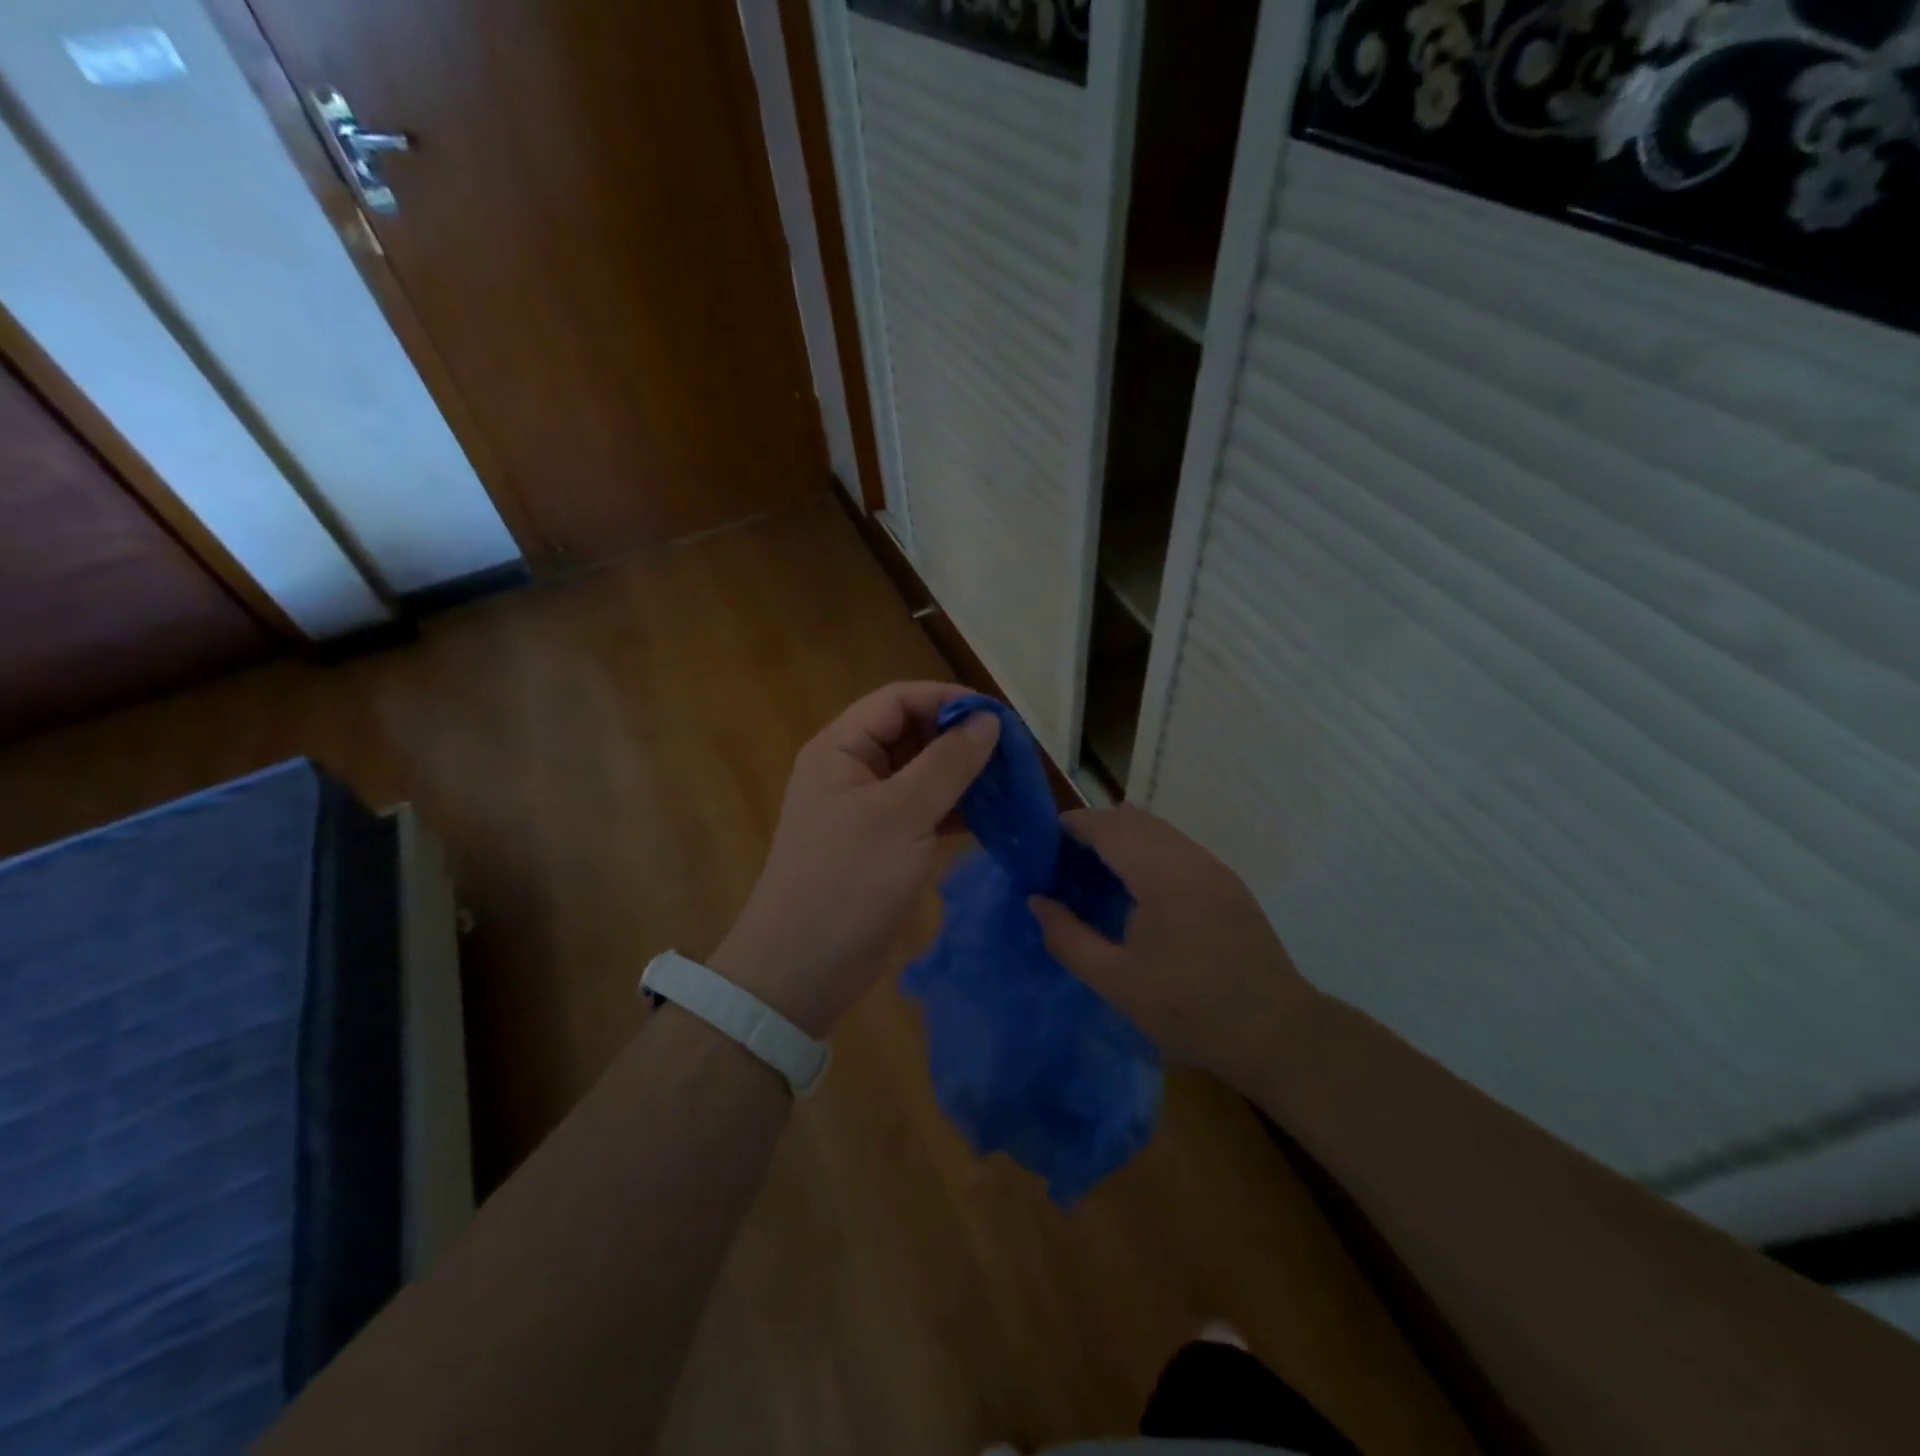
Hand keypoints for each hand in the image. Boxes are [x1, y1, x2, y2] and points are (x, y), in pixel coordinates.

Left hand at [710, 682, 999, 1036]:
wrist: (803, 969)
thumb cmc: (847, 881)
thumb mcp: (901, 815)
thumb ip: (947, 763)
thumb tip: (989, 720)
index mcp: (841, 748)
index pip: (899, 700)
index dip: (948, 700)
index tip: (998, 718)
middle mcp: (851, 769)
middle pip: (911, 733)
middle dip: (959, 738)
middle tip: (1011, 754)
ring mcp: (867, 808)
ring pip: (921, 772)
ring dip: (961, 774)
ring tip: (1009, 783)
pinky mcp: (882, 842)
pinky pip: (923, 809)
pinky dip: (954, 808)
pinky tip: (990, 816)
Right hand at [1028, 806, 1318, 1087]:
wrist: (1277, 1035)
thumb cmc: (1190, 1011)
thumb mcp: (1116, 982)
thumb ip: (1068, 938)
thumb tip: (1036, 902)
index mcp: (1163, 875)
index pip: (1109, 826)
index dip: (1073, 826)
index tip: (1043, 845)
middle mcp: (1191, 859)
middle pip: (1134, 819)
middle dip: (1094, 829)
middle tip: (1062, 861)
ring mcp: (1214, 869)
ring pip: (1158, 831)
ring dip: (1121, 839)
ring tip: (1092, 872)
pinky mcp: (1227, 884)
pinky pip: (1177, 848)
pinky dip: (1146, 852)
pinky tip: (1134, 889)